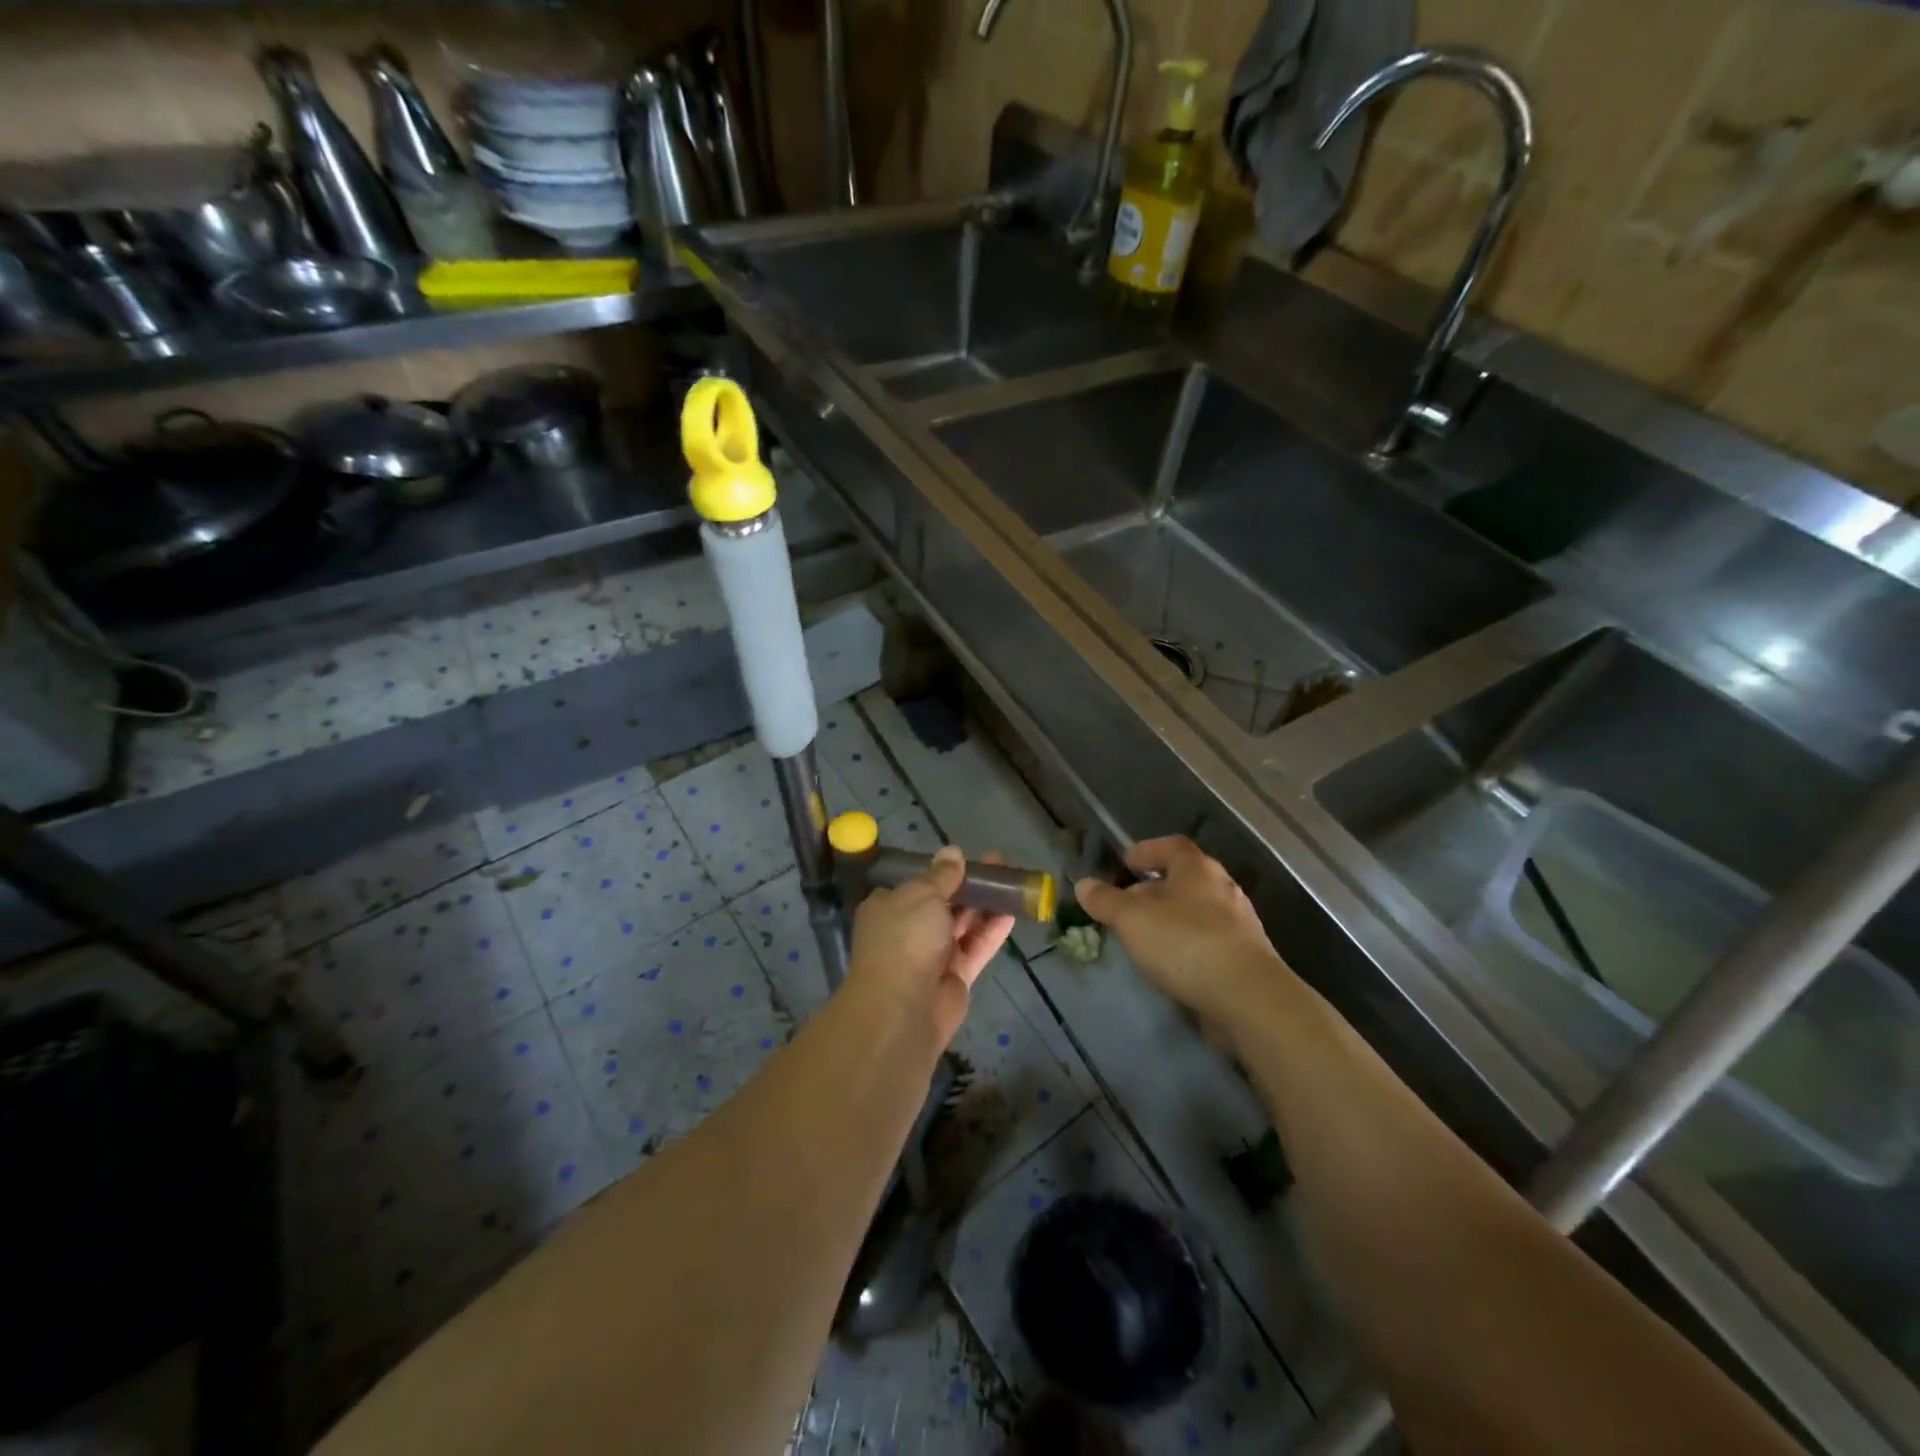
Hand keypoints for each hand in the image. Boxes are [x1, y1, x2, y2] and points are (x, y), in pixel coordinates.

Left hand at [847, 847, 1014, 1046]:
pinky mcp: (954, 977)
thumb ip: (942, 875)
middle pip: (943, 902)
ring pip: (962, 925)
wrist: (902, 1009)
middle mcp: (907, 929)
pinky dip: (991, 931)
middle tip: (998, 865)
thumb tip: (952, 852)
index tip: (965, 860)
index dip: (941, 870)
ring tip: (1012, 883)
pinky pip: (975, 948)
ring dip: (984, 905)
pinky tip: (1012, 913)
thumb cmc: (905, 939)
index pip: (915, 884)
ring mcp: (931, 955)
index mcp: (889, 906)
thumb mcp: (922, 895)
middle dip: (969, 885)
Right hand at [1074, 836, 1283, 1020]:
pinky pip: (1208, 939)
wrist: (1248, 997)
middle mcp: (1222, 888)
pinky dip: (1186, 943)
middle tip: (1126, 904)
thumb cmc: (1185, 943)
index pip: (1172, 846)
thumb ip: (1106, 900)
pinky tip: (1171, 962)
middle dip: (1154, 889)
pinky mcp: (1245, 956)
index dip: (1147, 850)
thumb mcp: (1132, 919)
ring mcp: (1238, 923)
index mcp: (1198, 869)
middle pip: (1184, 879)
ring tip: (1144, 936)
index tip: (1125, 862)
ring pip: (1196, 910)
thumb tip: (1083, 884)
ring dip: (1170, 918)